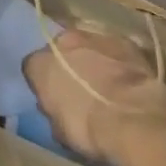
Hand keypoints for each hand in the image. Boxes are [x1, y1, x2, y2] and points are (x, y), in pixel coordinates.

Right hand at [23, 27, 165, 163]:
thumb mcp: (59, 130)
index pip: (33, 68)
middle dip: (67, 64)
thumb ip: (52, 110)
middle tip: (79, 87)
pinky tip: (125, 79)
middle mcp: (63, 40)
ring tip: (105, 82)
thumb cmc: (88, 129)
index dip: (42, 83)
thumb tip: (54, 105)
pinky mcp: (122, 40)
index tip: (52, 98)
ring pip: (87, 44)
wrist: (132, 117)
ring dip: (92, 58)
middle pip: (60, 49)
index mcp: (40, 63)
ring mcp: (94, 35)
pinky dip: (116, 60)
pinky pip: (113, 48)